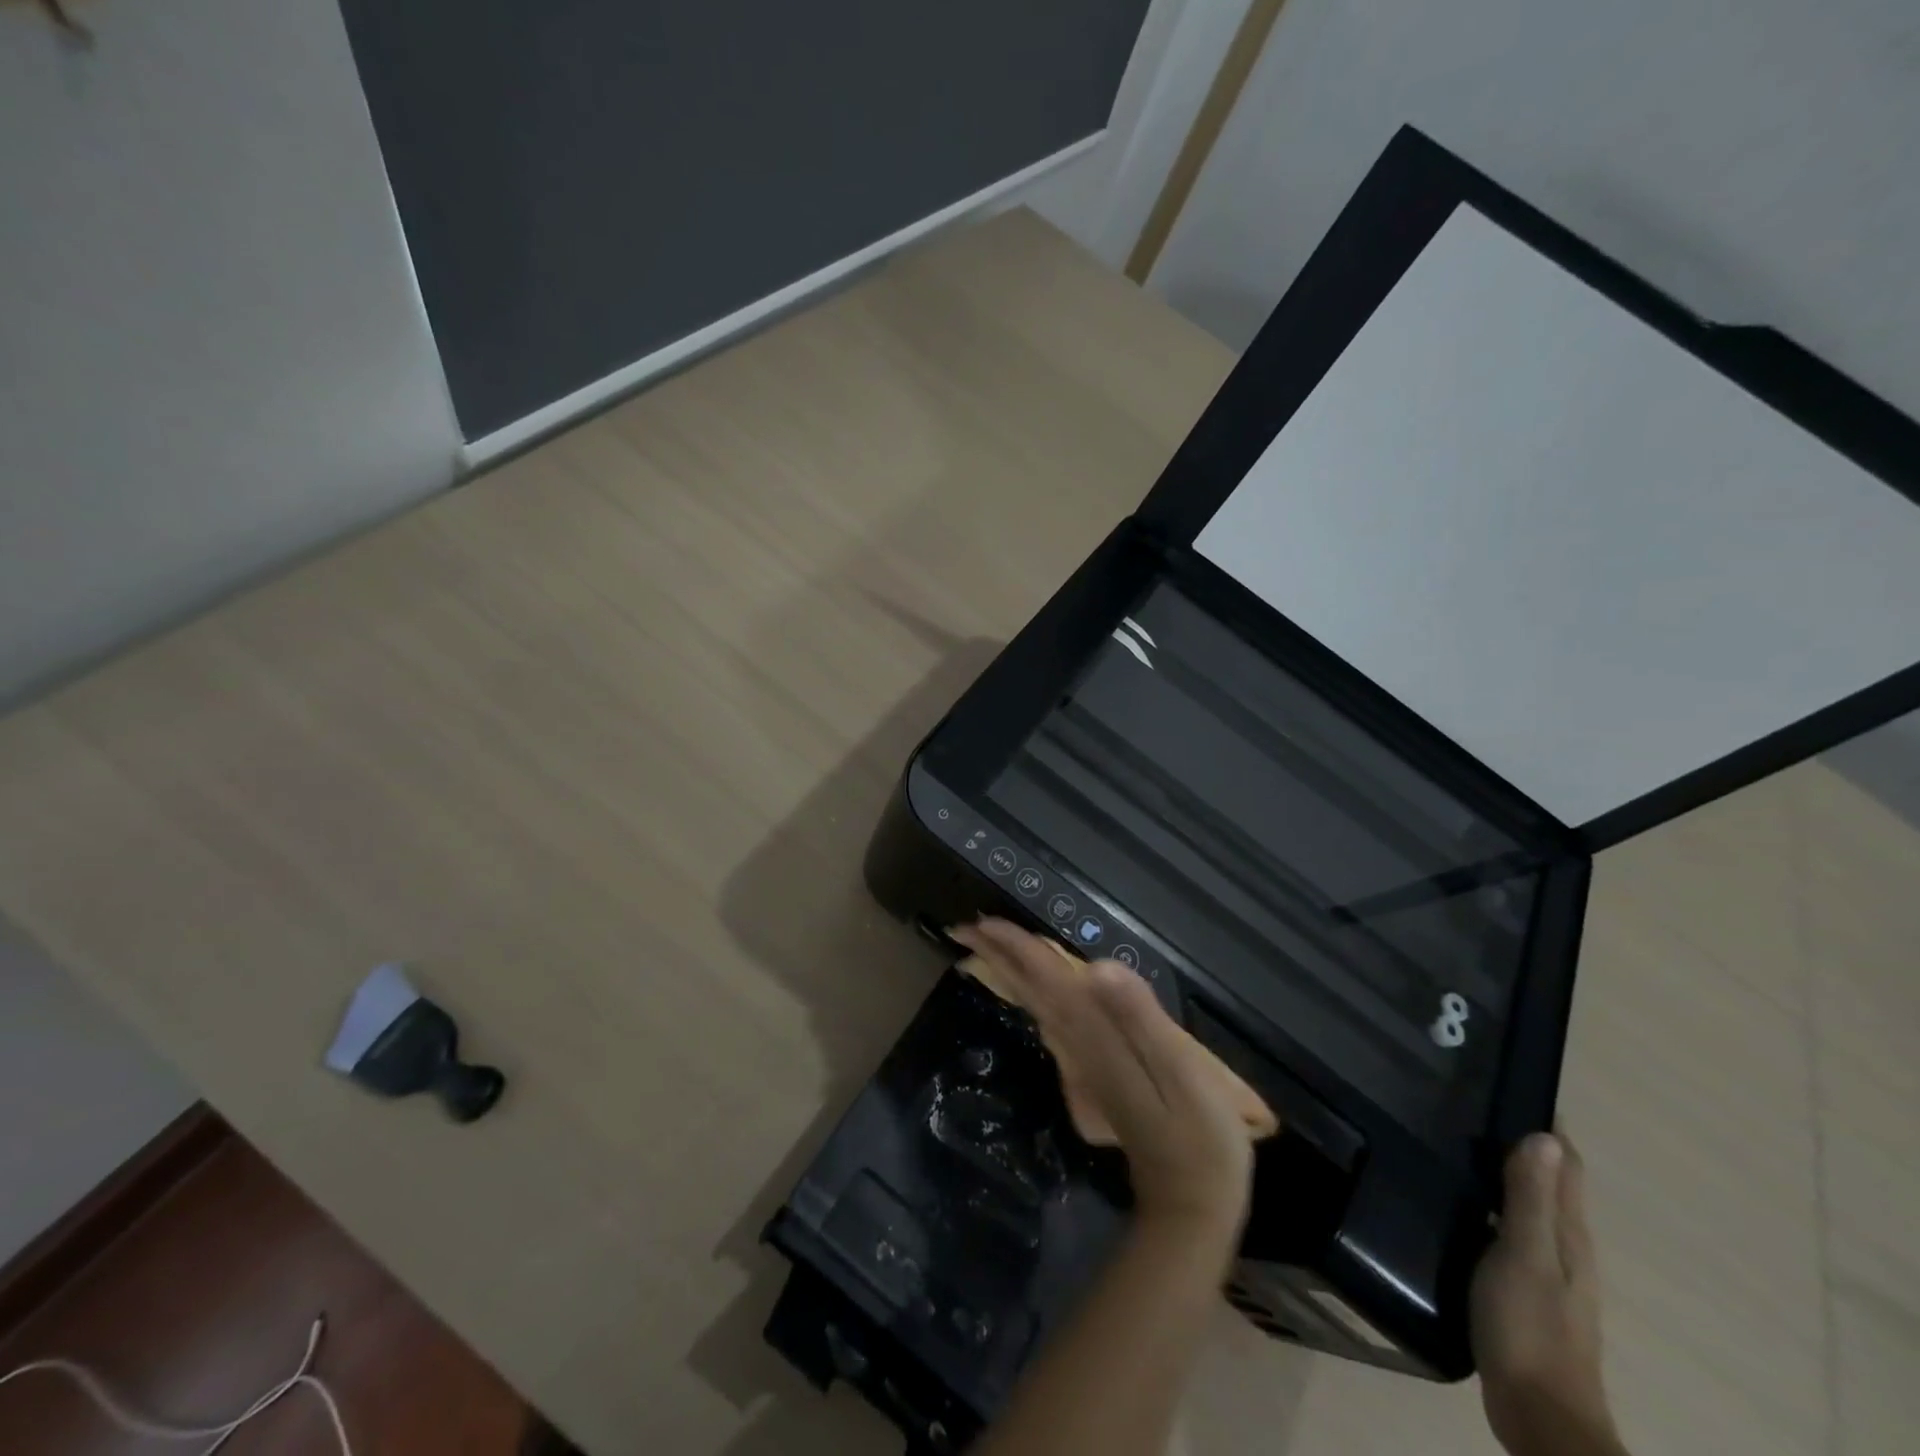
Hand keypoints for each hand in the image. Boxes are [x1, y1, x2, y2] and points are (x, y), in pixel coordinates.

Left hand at [952, 920, 1253, 1242]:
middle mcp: (1076, 1043)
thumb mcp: (1180, 1071)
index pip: (1045, 979)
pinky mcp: (1090, 1075)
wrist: (1190, 1202)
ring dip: (1008, 974)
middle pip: (1028, 991)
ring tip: (985, 948)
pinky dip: (1030, 998)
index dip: (1015, 947)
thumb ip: (1140, 1018)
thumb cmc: (1197, 1132)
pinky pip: (1049, 1022)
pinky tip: (1029, 993)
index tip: (980, 922)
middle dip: (995, 957)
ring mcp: (1080, 1062)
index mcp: (1094, 1034)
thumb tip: (1097, 969)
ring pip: (1034, 1006)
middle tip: (960, 928)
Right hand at [1472, 1133, 1621, 1455]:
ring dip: (1505, 1174)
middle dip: (1521, 1144)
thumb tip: (1545, 1135)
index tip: (1510, 1084)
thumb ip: (1531, 1199)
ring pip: (1529, 1207)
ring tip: (1456, 1143)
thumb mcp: (1524, 1256)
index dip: (1546, 1126)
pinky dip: (1492, 1206)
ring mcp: (1548, 1274)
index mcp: (1570, 1236)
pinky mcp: (1525, 1291)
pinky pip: (1510, 1231)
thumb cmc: (1530, 1328)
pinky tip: (1460, 1205)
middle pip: (1550, 1183)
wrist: (1540, 1416)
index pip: (1566, 1166)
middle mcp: (1566, 1248)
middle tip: (1467, 1103)